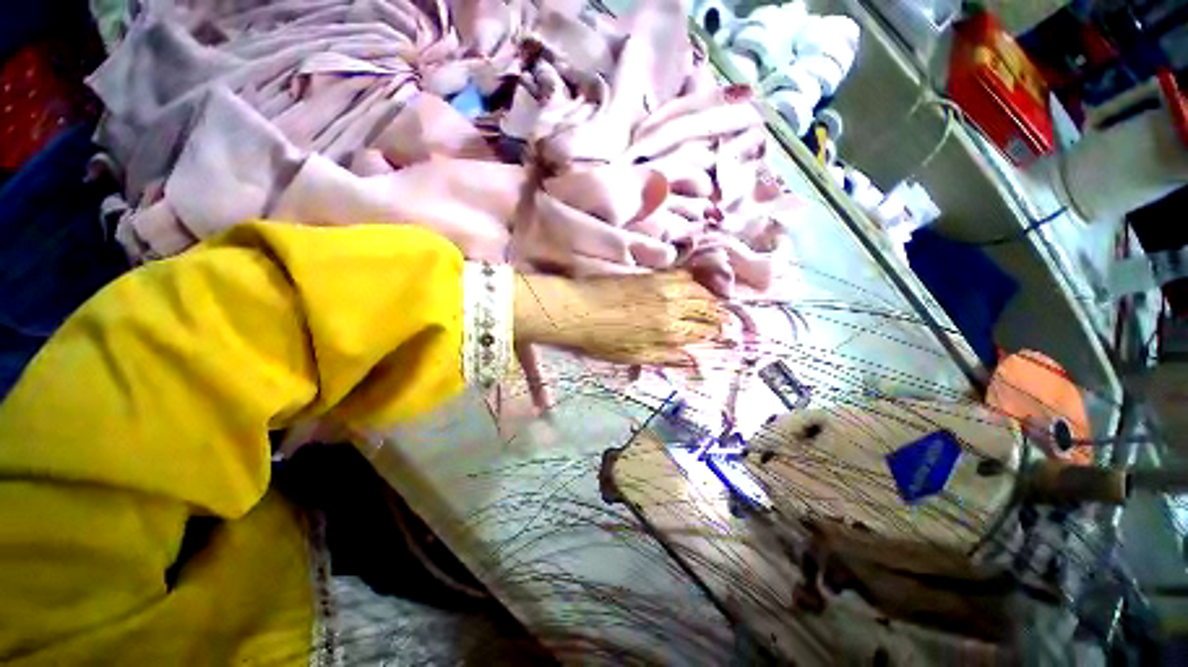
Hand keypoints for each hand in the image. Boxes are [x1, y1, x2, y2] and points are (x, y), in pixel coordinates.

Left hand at [513, 271, 727, 365]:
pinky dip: (692, 282)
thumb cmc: (602, 340)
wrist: (577, 310)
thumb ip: (665, 357)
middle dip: (718, 315)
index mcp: (668, 331)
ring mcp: (662, 288)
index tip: (724, 334)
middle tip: (726, 319)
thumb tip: (692, 361)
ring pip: (697, 290)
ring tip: (715, 302)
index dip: (715, 333)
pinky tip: (693, 286)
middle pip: (705, 309)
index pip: (701, 331)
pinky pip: (680, 276)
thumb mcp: (634, 356)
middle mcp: (671, 307)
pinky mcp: (650, 276)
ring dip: (710, 297)